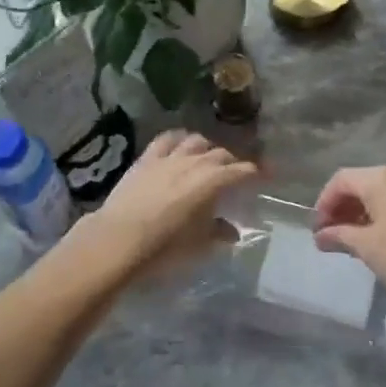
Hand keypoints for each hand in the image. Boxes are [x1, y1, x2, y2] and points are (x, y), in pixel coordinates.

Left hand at [85, 130, 256, 276]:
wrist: (119, 239)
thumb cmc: (165, 246)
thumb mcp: (198, 244)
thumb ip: (218, 232)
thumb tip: (232, 231)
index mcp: (213, 181)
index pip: (242, 171)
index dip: (257, 173)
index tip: (266, 176)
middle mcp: (195, 162)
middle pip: (221, 155)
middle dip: (232, 163)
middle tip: (234, 175)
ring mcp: (169, 157)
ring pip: (195, 141)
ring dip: (206, 148)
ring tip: (207, 159)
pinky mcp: (146, 158)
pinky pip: (167, 139)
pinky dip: (178, 140)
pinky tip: (179, 146)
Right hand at [312, 166, 385, 315]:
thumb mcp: (367, 248)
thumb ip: (339, 236)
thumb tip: (321, 235)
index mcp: (381, 178)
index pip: (341, 180)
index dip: (323, 202)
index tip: (318, 229)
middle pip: (363, 184)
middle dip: (344, 208)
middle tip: (333, 235)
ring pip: (385, 194)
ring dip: (365, 213)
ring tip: (357, 241)